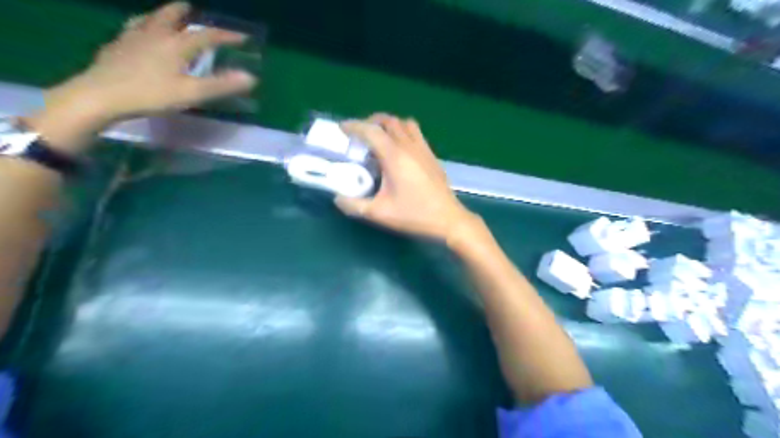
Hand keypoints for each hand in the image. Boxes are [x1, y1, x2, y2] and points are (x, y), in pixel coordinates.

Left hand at [49, 2, 256, 122]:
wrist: (101, 95)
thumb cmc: (151, 94)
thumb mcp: (192, 93)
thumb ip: (221, 85)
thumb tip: (251, 78)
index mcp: (176, 44)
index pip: (207, 35)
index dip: (226, 35)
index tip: (242, 36)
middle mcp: (155, 34)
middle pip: (171, 15)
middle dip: (184, 12)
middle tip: (192, 9)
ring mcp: (132, 37)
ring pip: (149, 19)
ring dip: (162, 15)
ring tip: (167, 17)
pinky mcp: (116, 46)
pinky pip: (132, 28)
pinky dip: (142, 26)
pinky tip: (139, 33)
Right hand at [335, 114, 481, 241]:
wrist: (448, 219)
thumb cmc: (414, 215)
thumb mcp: (379, 214)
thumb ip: (354, 205)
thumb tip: (338, 198)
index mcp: (395, 156)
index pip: (371, 131)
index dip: (354, 126)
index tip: (342, 128)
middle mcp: (409, 146)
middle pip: (389, 121)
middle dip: (371, 122)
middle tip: (359, 134)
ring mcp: (423, 149)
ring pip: (404, 123)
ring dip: (389, 124)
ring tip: (379, 138)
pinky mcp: (432, 155)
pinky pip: (416, 133)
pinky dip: (403, 132)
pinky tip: (399, 150)